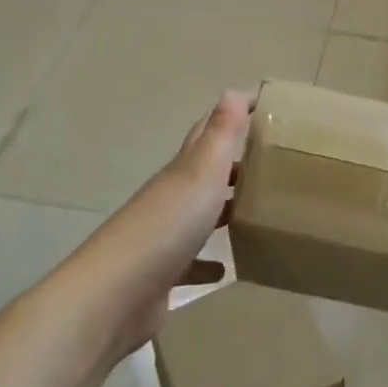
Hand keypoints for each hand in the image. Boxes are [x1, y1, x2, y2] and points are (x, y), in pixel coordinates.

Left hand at [84, 90, 251, 358]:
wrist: (116, 297)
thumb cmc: (166, 225)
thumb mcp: (201, 171)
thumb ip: (221, 132)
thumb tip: (236, 89)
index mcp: (182, 170)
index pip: (206, 133)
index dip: (231, 117)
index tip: (263, 108)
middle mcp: (171, 198)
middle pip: (203, 174)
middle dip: (233, 167)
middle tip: (271, 166)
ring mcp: (163, 238)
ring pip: (199, 217)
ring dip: (223, 213)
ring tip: (258, 215)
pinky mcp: (162, 277)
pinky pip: (191, 263)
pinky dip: (208, 263)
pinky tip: (227, 268)